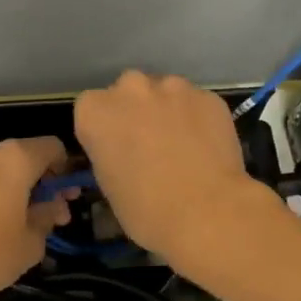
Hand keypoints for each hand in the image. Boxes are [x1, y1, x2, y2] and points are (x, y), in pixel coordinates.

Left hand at [0, 137, 72, 300]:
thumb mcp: (30, 244)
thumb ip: (47, 219)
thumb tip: (53, 207)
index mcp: (14, 159)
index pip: (52, 147)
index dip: (65, 170)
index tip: (65, 196)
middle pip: (21, 159)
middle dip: (37, 183)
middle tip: (44, 215)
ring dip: (7, 191)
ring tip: (10, 225)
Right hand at [74, 72, 271, 265]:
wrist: (206, 213)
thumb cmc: (145, 210)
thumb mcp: (108, 184)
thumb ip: (109, 153)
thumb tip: (124, 151)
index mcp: (95, 112)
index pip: (91, 107)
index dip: (105, 128)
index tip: (115, 148)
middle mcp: (130, 88)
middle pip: (127, 91)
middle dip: (135, 111)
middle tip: (148, 143)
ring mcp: (172, 87)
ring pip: (165, 91)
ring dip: (167, 110)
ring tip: (182, 145)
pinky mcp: (208, 96)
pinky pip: (196, 103)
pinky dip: (197, 118)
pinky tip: (207, 146)